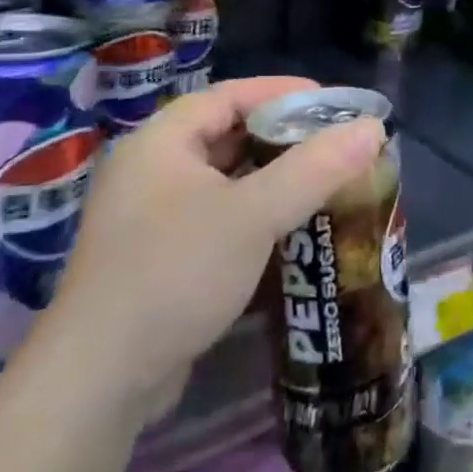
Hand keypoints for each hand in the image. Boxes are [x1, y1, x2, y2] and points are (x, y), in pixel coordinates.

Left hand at [35, 77, 385, 421]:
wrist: (100, 379)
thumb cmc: (176, 273)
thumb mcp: (253, 214)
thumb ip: (315, 169)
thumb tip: (372, 129)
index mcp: (160, 143)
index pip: (228, 96)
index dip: (281, 92)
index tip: (331, 102)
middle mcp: (150, 172)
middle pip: (226, 136)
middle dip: (282, 138)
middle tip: (334, 145)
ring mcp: (150, 218)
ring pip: (223, 182)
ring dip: (271, 180)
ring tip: (323, 183)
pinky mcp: (158, 259)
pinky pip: (216, 218)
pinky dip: (254, 215)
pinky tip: (290, 230)